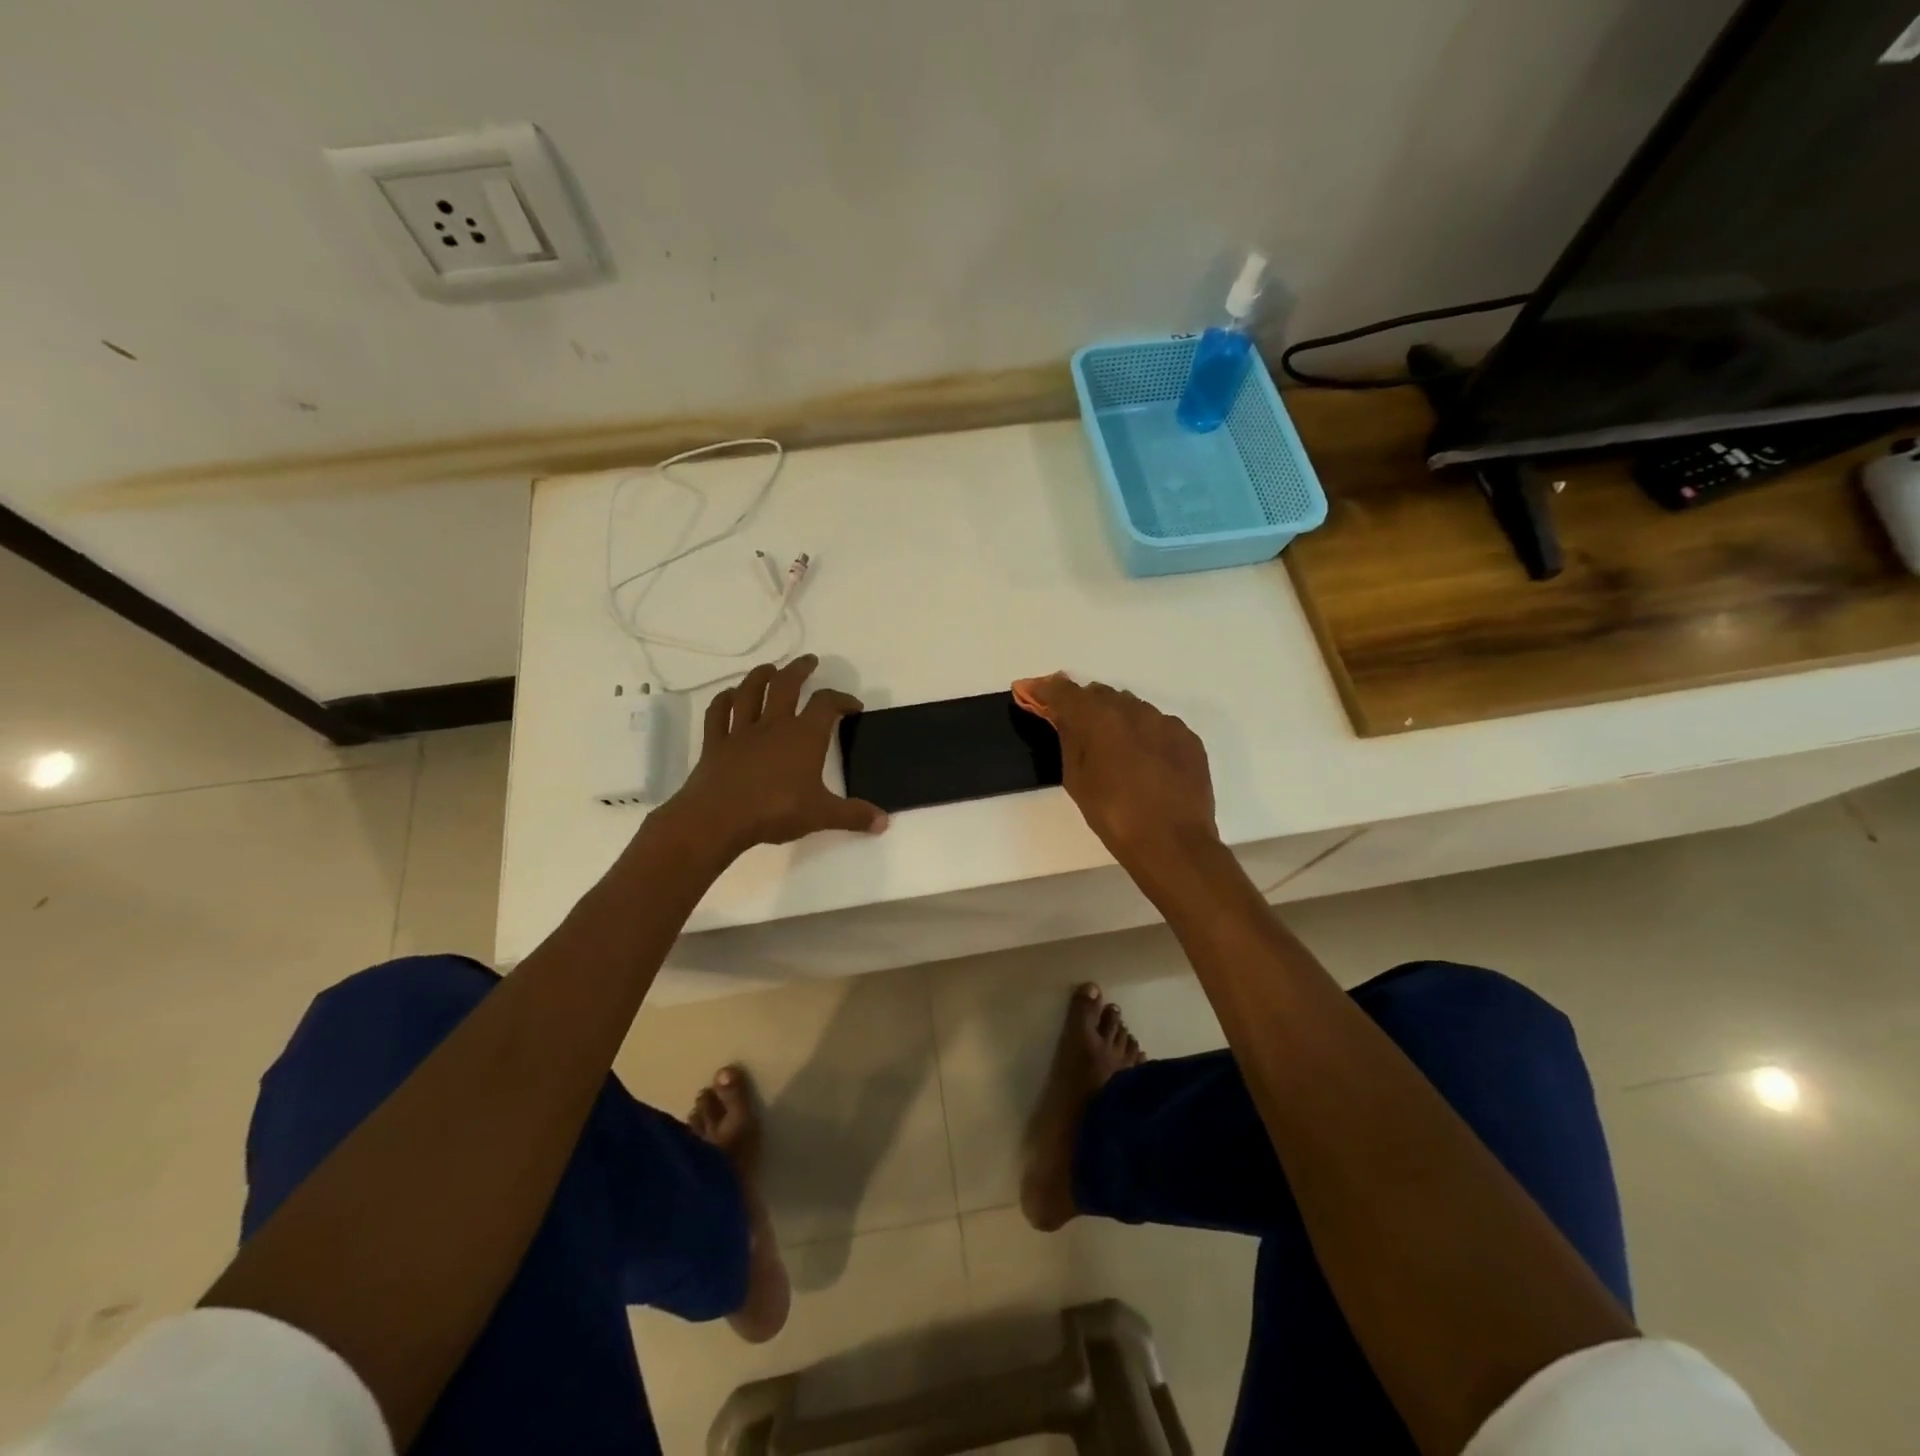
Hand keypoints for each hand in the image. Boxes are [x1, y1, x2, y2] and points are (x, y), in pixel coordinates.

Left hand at [658, 656, 887, 859]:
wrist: (718, 819)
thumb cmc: (775, 812)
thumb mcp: (821, 816)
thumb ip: (853, 815)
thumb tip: (883, 822)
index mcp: (803, 737)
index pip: (827, 705)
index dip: (842, 700)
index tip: (852, 706)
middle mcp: (773, 725)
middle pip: (786, 685)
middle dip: (800, 670)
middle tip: (809, 661)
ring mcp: (741, 732)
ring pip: (750, 692)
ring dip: (761, 676)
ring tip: (770, 669)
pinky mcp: (715, 743)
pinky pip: (718, 714)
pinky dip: (723, 700)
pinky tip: (729, 696)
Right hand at [1016, 674, 1216, 865]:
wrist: (1173, 843)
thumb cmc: (1114, 815)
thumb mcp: (1076, 779)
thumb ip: (1068, 738)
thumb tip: (1060, 715)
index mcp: (1100, 717)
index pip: (1064, 690)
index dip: (1044, 689)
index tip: (1027, 691)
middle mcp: (1134, 709)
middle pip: (1100, 695)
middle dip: (1082, 706)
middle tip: (1072, 727)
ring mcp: (1165, 722)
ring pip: (1132, 708)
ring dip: (1116, 720)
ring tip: (1112, 751)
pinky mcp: (1188, 738)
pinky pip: (1158, 726)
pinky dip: (1144, 735)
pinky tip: (1143, 762)